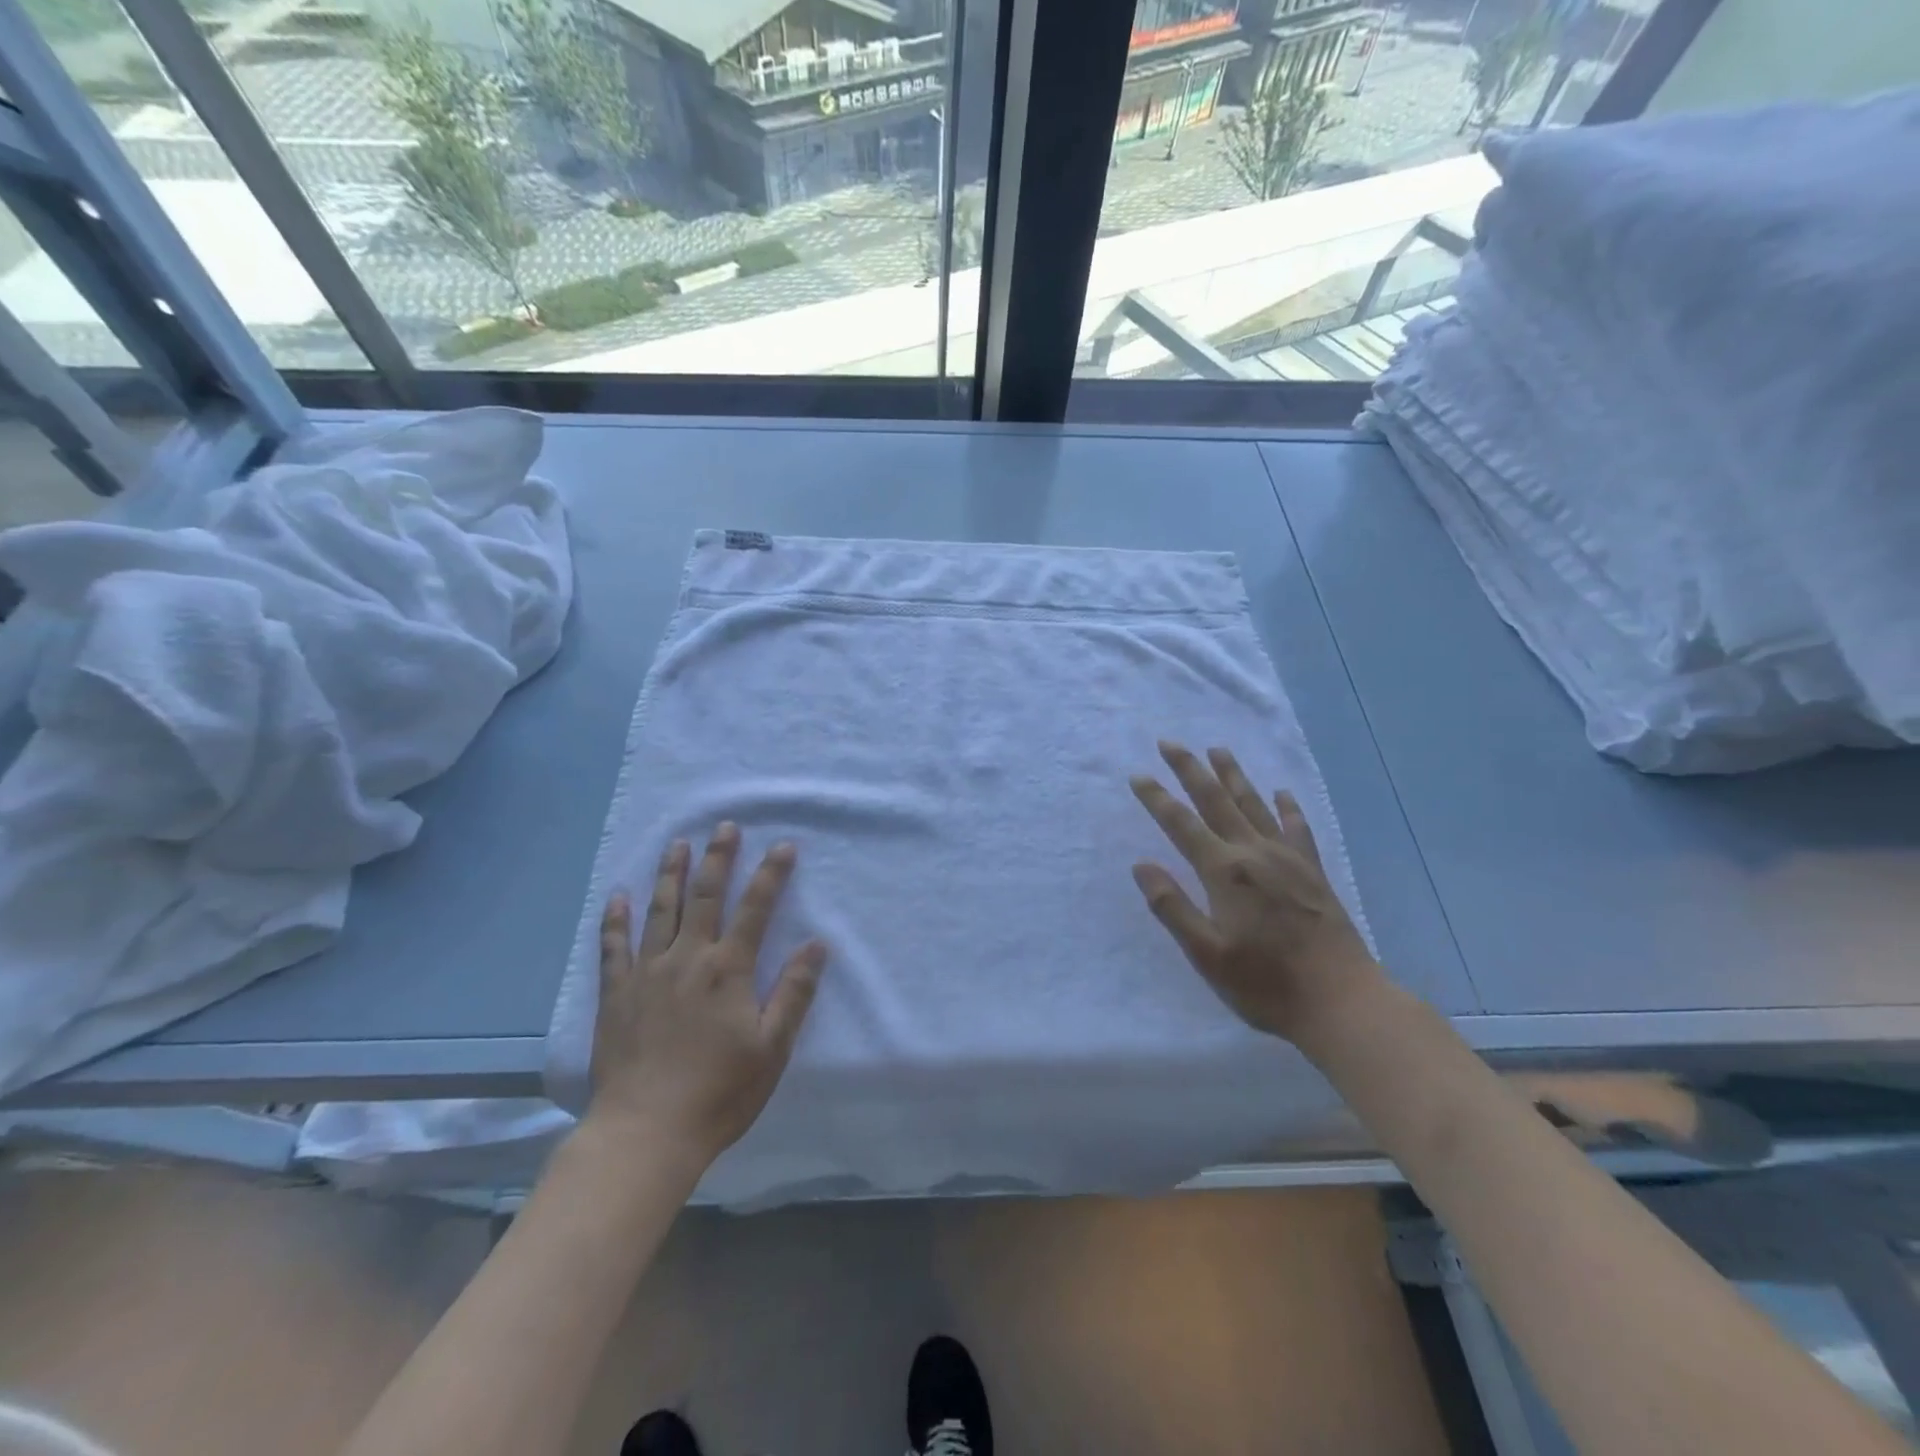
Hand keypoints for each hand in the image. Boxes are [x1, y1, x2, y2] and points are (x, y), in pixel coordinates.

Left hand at [589, 824, 828, 1164]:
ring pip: (660, 911)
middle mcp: (688, 958)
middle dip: (718, 858)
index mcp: (728, 970)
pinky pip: (613, 946)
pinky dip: (615, 918)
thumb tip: (817, 944)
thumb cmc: (719, 1092)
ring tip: (677, 844)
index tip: (783, 845)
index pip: (756, 908)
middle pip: (705, 897)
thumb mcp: (772, 1047)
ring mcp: (647, 973)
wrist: (646, 1133)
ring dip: (671, 874)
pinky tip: (617, 895)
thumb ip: (794, 992)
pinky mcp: (616, 994)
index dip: (772, 874)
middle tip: (724, 827)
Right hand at [1130, 742, 1382, 1047]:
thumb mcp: (1206, 954)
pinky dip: (1287, 807)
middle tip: (1170, 743)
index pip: (1181, 825)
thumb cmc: (1266, 984)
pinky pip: (1297, 828)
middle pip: (1216, 801)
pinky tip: (1281, 793)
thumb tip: (1142, 865)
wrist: (1342, 1001)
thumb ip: (1172, 907)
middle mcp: (1254, 853)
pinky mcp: (1314, 872)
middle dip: (1190, 770)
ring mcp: (1288, 859)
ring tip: (1217, 750)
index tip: (1138, 775)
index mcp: (1224, 872)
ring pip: (1254, 805)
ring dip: (1233, 775)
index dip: (1157, 799)